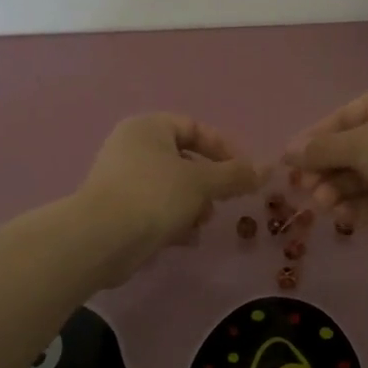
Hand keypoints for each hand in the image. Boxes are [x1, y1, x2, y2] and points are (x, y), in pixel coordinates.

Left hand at [77, 113, 260, 282]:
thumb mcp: (202, 182)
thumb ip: (235, 175)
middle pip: (183, 159)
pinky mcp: (116, 210)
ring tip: (203, 223)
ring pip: (170, 187)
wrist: (102, 238)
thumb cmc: (154, 196)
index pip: (194, 127)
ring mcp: (120, 179)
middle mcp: (131, 147)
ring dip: (193, 205)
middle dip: (208, 183)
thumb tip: (265, 170)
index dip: (223, 148)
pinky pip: (154, 208)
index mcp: (148, 128)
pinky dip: (173, 221)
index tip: (244, 172)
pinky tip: (185, 240)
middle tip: (224, 201)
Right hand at [283, 82, 367, 245]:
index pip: (341, 119)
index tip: (288, 161)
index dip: (313, 139)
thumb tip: (287, 152)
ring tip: (324, 204)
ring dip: (334, 190)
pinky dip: (352, 208)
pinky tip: (341, 215)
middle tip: (304, 188)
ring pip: (354, 179)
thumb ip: (320, 149)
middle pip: (346, 151)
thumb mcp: (358, 142)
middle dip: (323, 170)